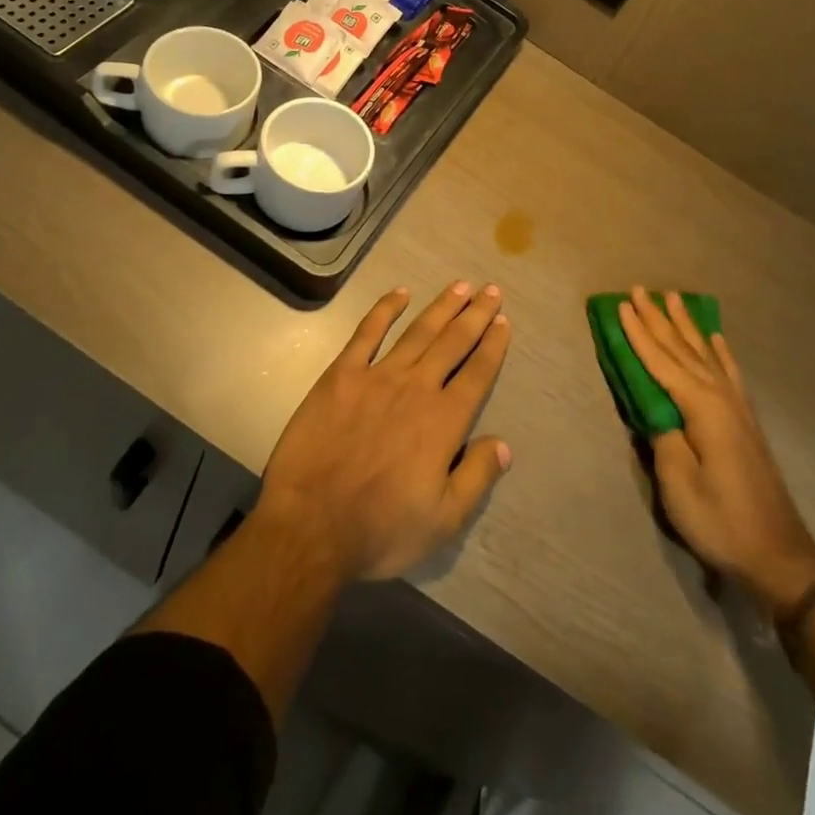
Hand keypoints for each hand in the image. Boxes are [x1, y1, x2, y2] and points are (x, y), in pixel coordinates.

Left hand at [254, 282, 512, 582]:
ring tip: (460, 285)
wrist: (310, 526)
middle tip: (491, 289)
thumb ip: (477, 478)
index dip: (493, 345)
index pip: (477, 373)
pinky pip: (367, 333)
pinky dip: (385, 309)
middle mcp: (417, 388)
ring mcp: (378, 376)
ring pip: (418, 331)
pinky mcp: (342, 375)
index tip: (503, 321)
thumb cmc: (380, 529)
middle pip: (453, 342)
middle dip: (475, 314)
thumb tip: (504, 444)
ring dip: (441, 306)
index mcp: (443, 422)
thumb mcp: (443, 521)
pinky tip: (400, 293)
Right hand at [618, 287, 814, 612]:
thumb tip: (654, 409)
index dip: (639, 334)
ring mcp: (737, 407)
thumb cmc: (721, 523)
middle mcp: (721, 397)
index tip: (621, 305)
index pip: (661, 362)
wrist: (778, 555)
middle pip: (683, 349)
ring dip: (686, 325)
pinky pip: (729, 371)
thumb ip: (663, 439)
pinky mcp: (745, 420)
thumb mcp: (679, 486)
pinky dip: (719, 350)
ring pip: (705, 353)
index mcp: (702, 409)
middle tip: (640, 289)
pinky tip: (715, 337)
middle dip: (659, 319)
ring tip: (673, 298)